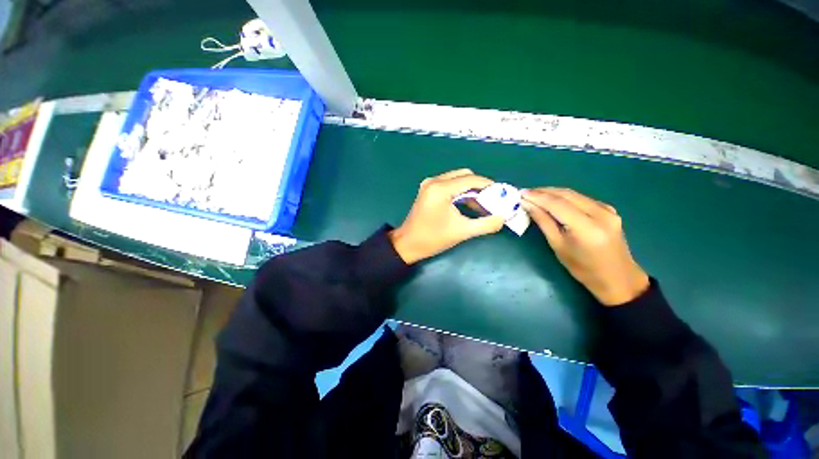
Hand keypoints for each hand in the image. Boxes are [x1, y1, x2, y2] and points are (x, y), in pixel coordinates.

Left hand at [390, 169, 504, 263]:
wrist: (408, 244)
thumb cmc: (433, 238)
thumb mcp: (462, 232)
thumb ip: (486, 224)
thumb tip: (504, 217)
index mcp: (441, 188)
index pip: (471, 180)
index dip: (489, 185)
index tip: (502, 194)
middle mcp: (434, 181)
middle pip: (464, 175)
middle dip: (480, 187)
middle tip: (491, 200)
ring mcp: (429, 184)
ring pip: (457, 179)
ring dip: (470, 189)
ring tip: (482, 205)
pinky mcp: (428, 190)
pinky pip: (449, 184)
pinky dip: (460, 191)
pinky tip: (467, 204)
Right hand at [522, 188, 648, 305]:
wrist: (618, 278)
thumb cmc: (583, 268)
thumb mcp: (558, 246)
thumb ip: (543, 222)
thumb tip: (528, 205)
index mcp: (587, 227)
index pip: (557, 204)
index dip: (537, 197)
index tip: (520, 193)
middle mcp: (600, 213)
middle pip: (566, 195)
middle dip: (543, 192)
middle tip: (525, 193)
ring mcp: (607, 210)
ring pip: (574, 194)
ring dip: (552, 193)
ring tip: (534, 194)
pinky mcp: (608, 210)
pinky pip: (582, 199)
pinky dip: (564, 197)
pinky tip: (553, 200)